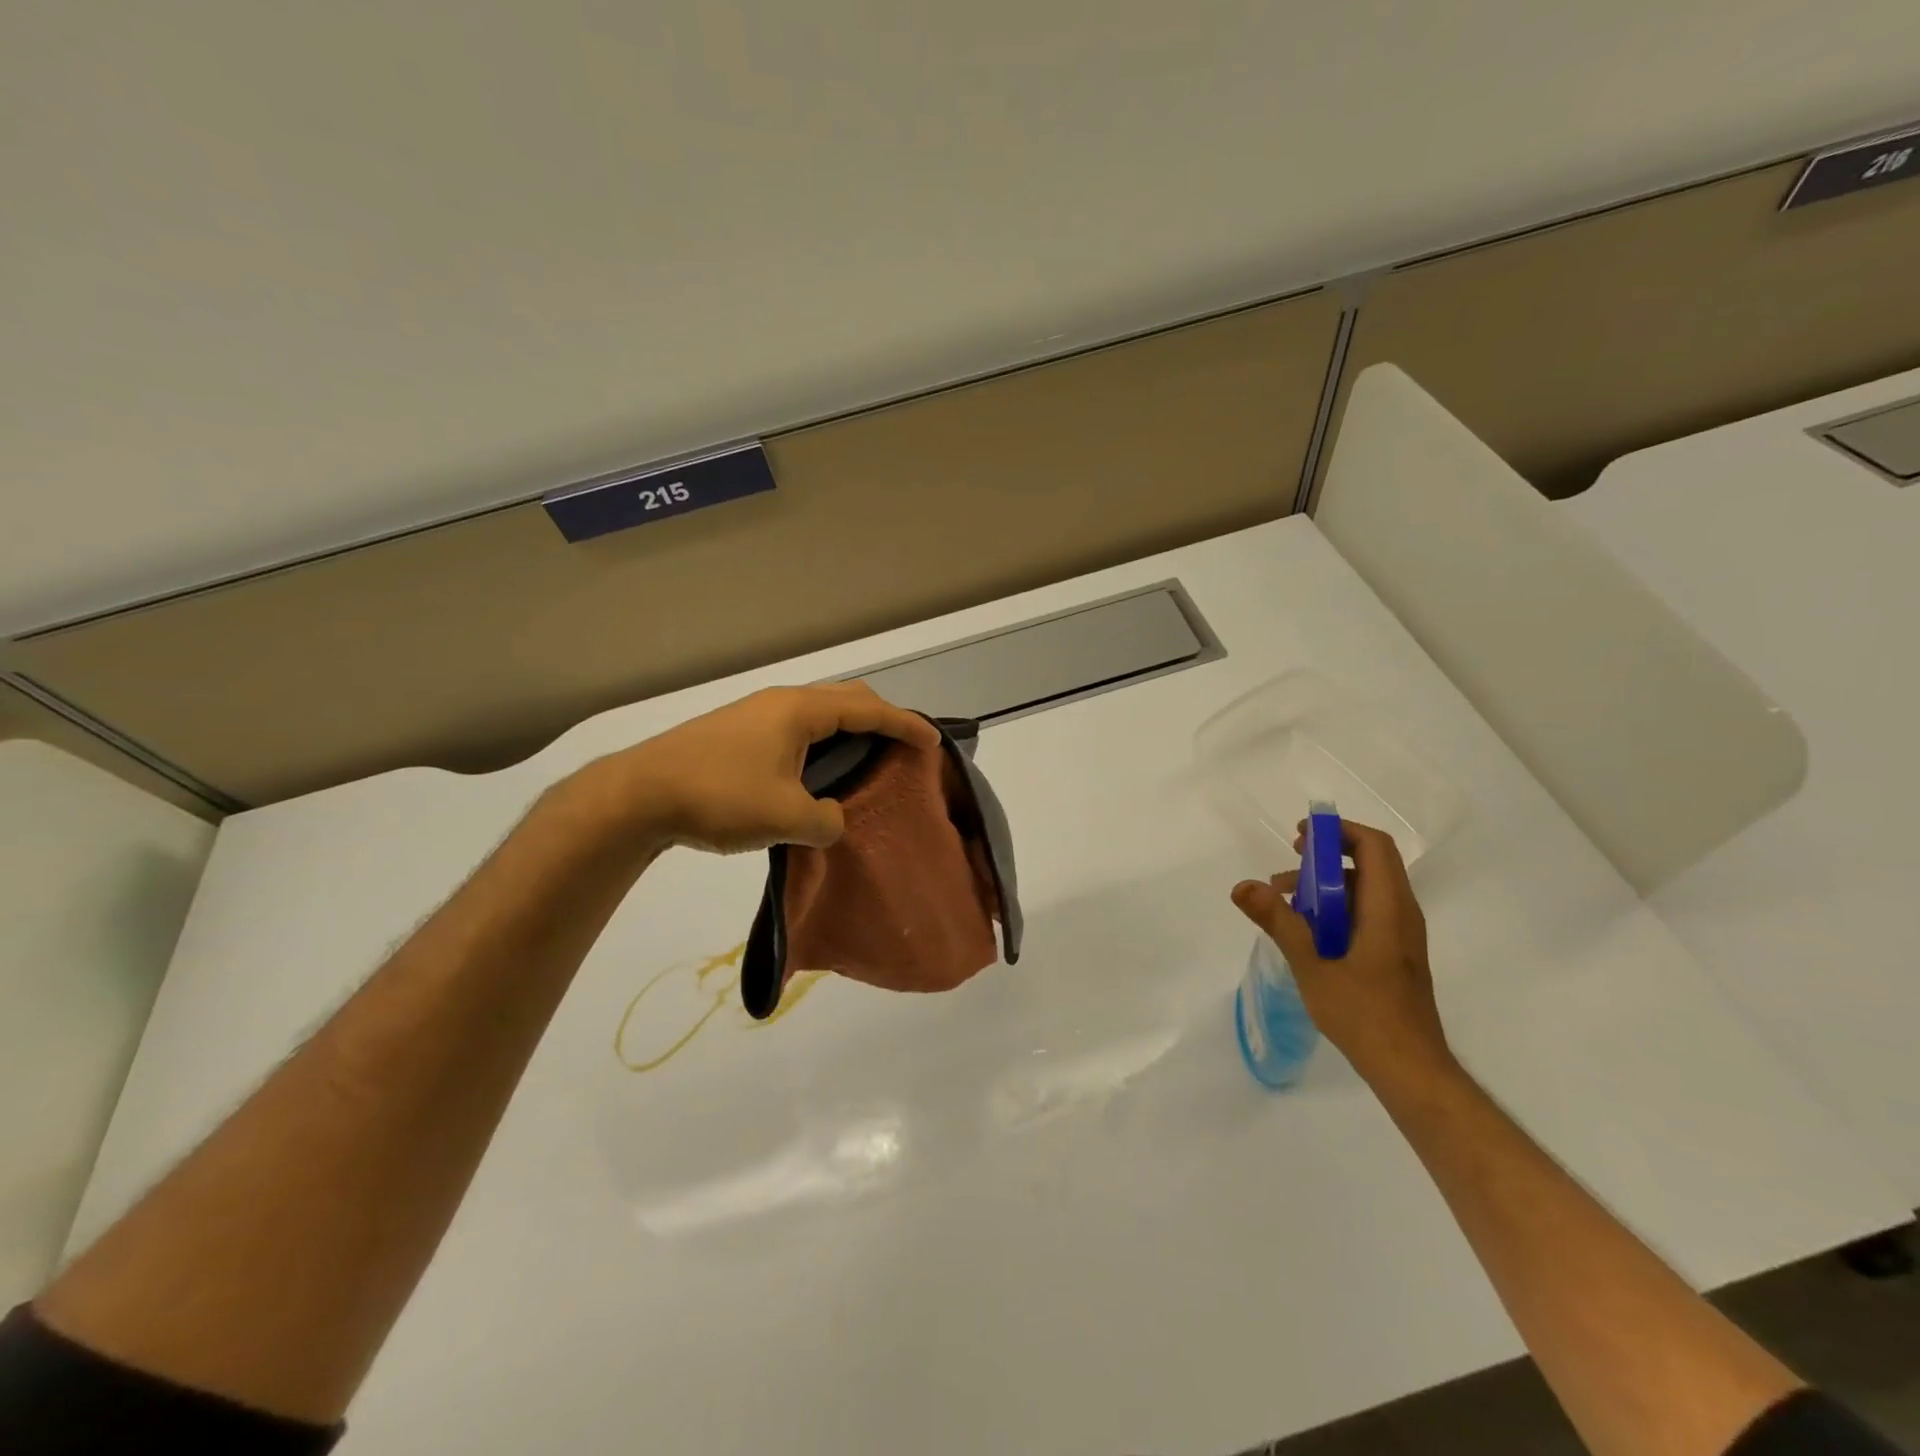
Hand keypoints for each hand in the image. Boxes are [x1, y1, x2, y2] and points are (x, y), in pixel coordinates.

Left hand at [593, 682, 939, 854]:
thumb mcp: (786, 817)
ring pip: (819, 714)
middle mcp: (782, 703)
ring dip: (849, 732)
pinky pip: (797, 729)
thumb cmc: (719, 796)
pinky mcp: (738, 733)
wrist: (638, 795)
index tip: (933, 742)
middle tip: (903, 747)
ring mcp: (756, 715)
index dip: (906, 725)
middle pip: (846, 700)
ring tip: (866, 762)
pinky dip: (822, 744)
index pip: (868, 710)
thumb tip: (832, 818)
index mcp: (800, 711)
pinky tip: (818, 774)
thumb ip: (827, 820)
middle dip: (881, 719)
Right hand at [1231, 819, 1453, 1088]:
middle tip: (1288, 865)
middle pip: (1371, 863)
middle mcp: (1402, 914)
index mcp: (1389, 909)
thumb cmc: (1364, 1015)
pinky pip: (1368, 912)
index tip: (1300, 836)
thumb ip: (1279, 922)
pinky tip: (1307, 932)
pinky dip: (1337, 907)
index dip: (1338, 832)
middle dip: (1326, 856)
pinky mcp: (1396, 953)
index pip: (1374, 846)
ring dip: (1327, 885)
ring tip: (1285, 902)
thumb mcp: (1312, 966)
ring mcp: (1402, 935)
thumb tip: (1242, 886)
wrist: (1410, 1069)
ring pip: (1367, 889)